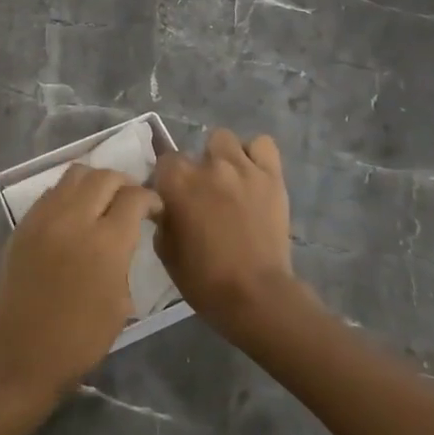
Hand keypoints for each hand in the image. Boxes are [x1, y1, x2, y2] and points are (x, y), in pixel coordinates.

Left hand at [0, 165, 160, 409]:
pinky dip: (69, 193)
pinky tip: (74, 215)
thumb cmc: (79, 340)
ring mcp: (44, 217)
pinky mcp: (23, 223)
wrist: (20, 354)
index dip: (151, 198)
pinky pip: (52, 192)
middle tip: (131, 201)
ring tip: (102, 201)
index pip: (135, 197)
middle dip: (125, 183)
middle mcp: (74, 218)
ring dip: (95, 181)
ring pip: (75, 174)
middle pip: (105, 176)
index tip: (155, 209)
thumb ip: (124, 258)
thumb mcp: (120, 303)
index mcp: (106, 243)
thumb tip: (123, 237)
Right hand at [153, 128, 300, 334]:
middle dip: (196, 168)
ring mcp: (242, 167)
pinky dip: (256, 155)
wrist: (254, 295)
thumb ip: (162, 217)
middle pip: (194, 149)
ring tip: (229, 179)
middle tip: (203, 193)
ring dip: (223, 156)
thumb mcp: (165, 250)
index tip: (172, 196)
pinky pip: (263, 145)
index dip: (167, 179)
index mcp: (176, 181)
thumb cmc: (203, 279)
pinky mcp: (271, 175)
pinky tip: (252, 174)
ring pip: (225, 139)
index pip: (164, 160)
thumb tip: (164, 204)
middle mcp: (208, 165)